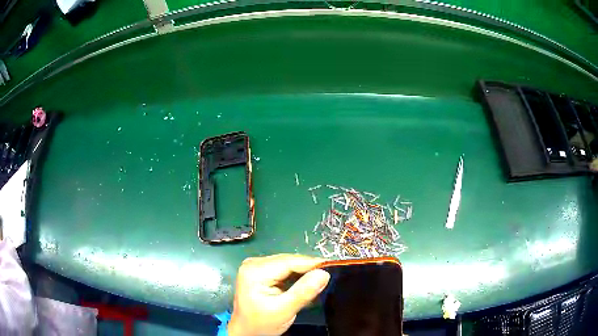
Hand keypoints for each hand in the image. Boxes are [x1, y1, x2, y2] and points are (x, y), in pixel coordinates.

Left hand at [228, 254, 330, 335]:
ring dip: (303, 272)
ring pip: (287, 264)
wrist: (246, 332)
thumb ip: (303, 292)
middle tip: (328, 276)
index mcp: (255, 270)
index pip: (289, 261)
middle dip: (308, 268)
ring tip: (320, 280)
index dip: (312, 263)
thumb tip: (324, 273)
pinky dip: (296, 276)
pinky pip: (283, 269)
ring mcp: (256, 267)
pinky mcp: (260, 272)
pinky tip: (306, 283)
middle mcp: (254, 263)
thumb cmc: (261, 324)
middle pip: (288, 261)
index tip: (333, 267)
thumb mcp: (284, 310)